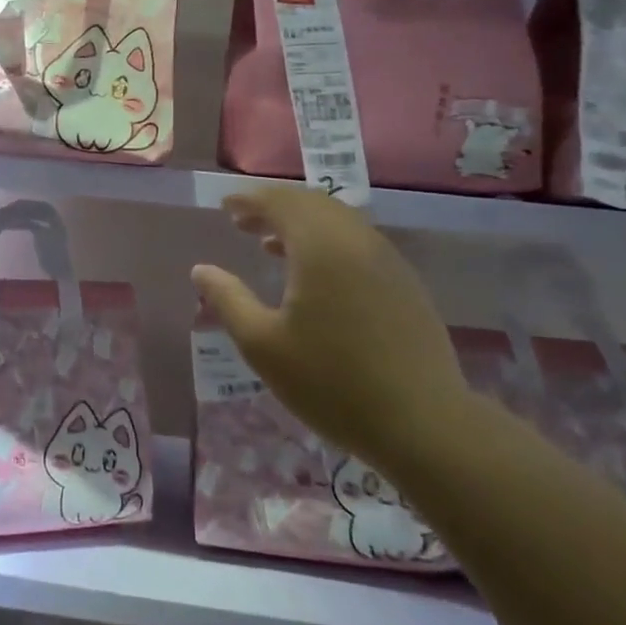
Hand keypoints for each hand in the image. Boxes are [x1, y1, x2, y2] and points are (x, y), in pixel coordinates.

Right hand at [190, 188, 472, 468]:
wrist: (423, 424)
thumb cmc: (331, 383)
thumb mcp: (262, 345)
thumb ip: (228, 300)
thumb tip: (202, 271)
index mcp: (322, 248)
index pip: (281, 203)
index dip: (250, 200)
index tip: (225, 205)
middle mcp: (358, 241)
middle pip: (312, 204)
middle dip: (275, 207)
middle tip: (243, 221)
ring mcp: (388, 261)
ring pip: (339, 222)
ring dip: (302, 224)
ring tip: (270, 244)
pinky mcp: (405, 284)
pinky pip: (358, 243)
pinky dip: (327, 242)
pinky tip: (314, 275)